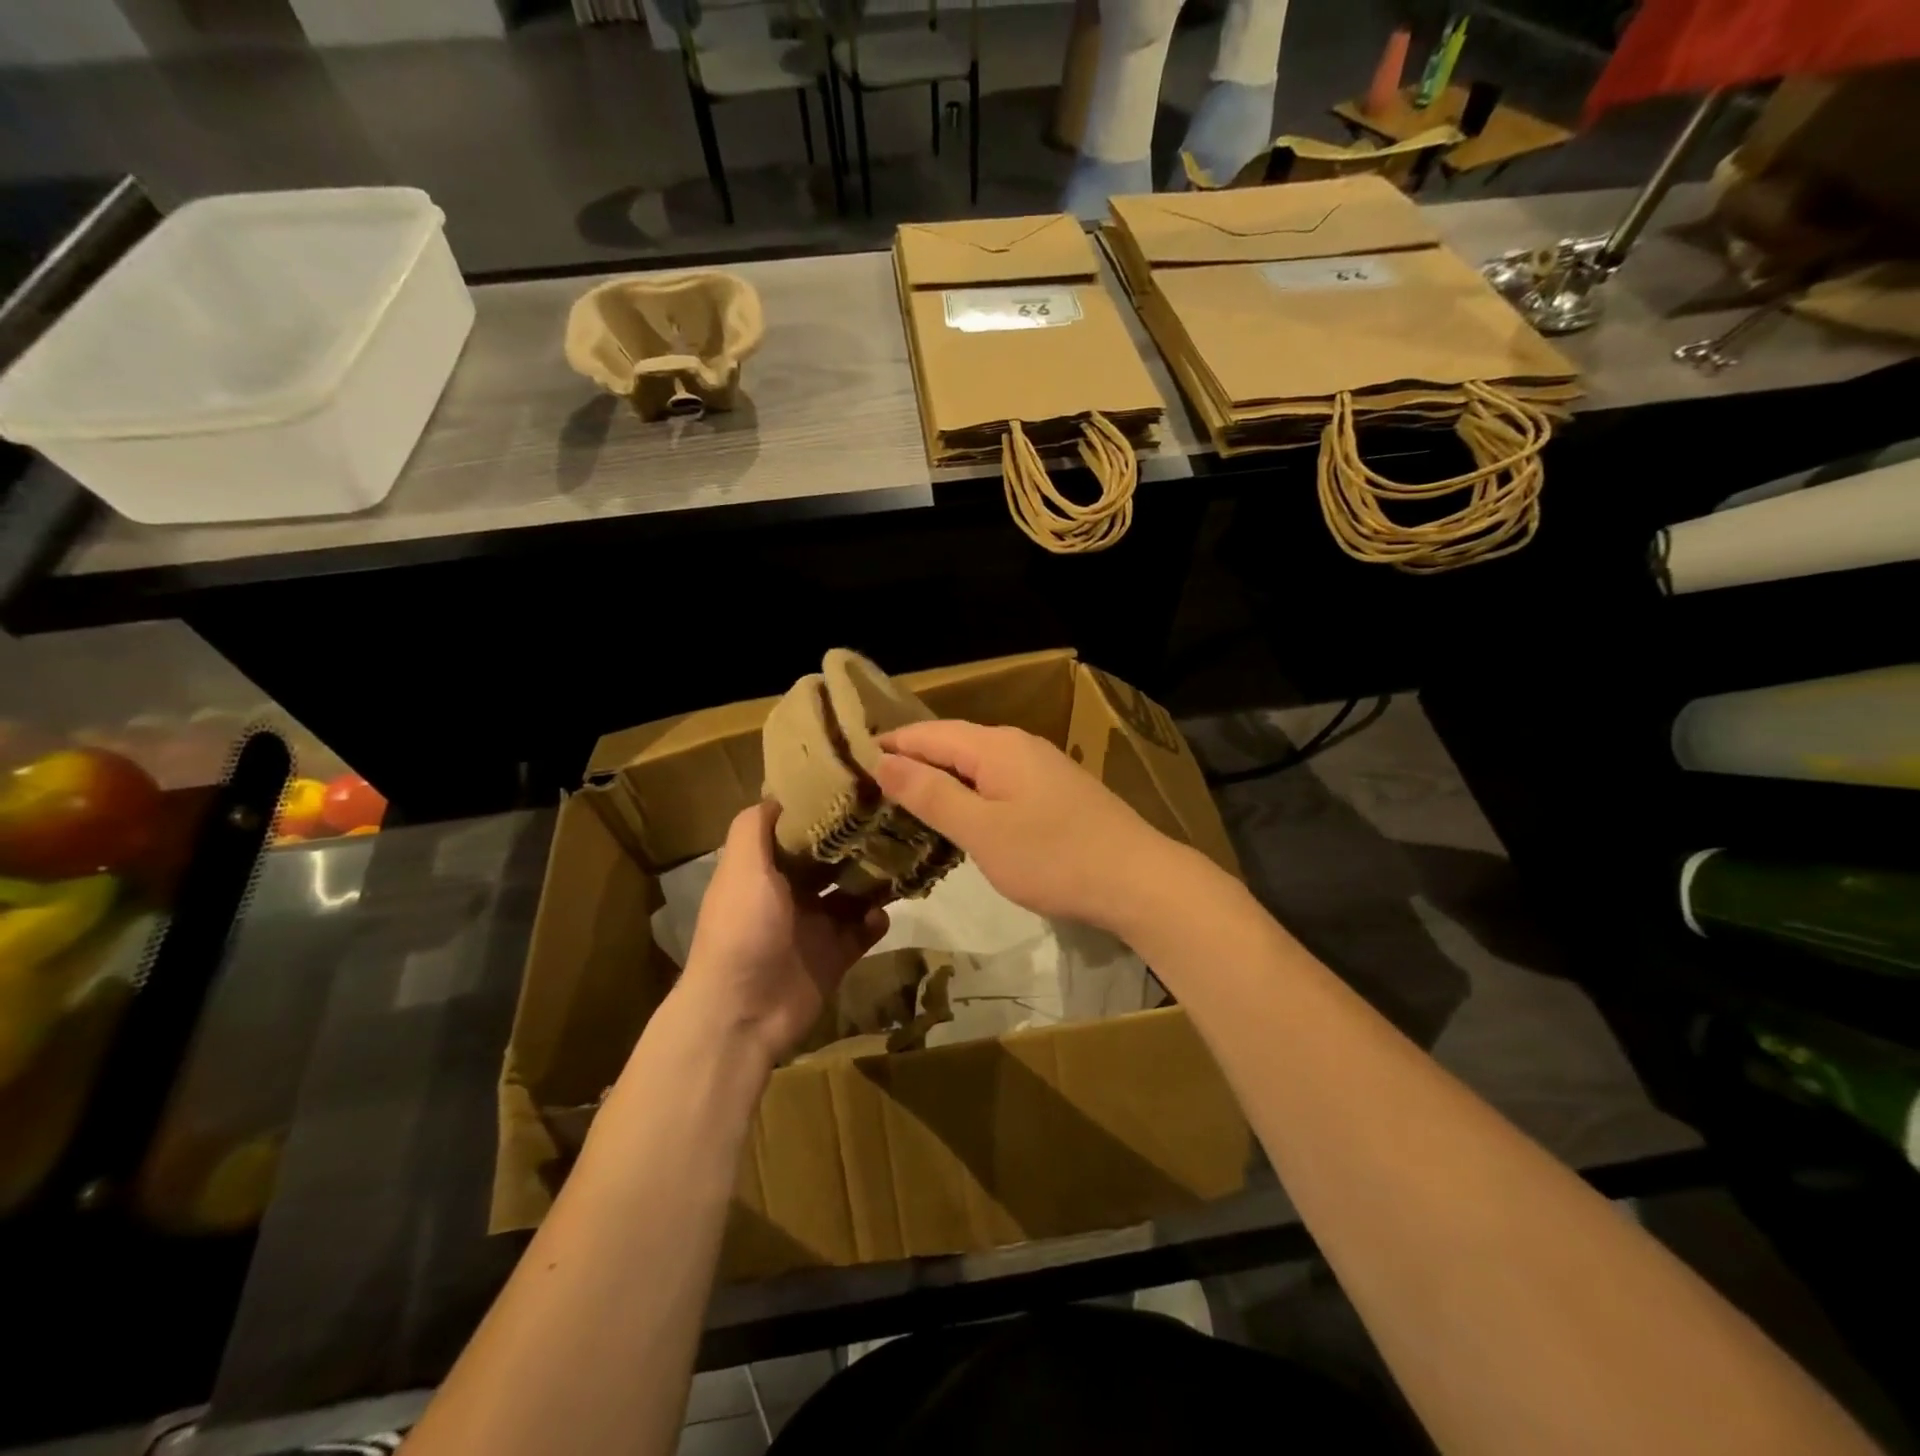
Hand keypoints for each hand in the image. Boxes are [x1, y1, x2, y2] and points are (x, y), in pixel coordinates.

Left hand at [678, 802, 888, 1063]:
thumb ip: (754, 827)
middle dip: (856, 842)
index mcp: (764, 869)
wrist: (743, 1013)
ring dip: (874, 878)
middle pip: (830, 858)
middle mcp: (790, 892)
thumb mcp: (742, 868)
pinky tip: (884, 912)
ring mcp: (814, 925)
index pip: (796, 829)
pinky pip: (864, 930)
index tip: (855, 785)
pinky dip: (876, 919)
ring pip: (853, 892)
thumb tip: (780, 793)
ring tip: (901, 859)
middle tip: (892, 819)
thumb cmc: (742, 930)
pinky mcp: (835, 955)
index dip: (821, 809)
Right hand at [873, 720, 1175, 930]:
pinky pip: (997, 783)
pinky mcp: (1054, 793)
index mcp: (995, 745)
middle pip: (951, 744)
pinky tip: (957, 816)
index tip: (846, 762)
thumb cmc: (1053, 857)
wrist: (1138, 880)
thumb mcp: (982, 830)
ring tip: (900, 802)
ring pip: (975, 764)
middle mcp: (1017, 745)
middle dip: (910, 761)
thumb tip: (883, 761)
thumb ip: (931, 794)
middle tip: (866, 787)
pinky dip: (968, 794)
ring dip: (939, 779)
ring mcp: (1040, 768)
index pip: (926, 733)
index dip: (887, 745)